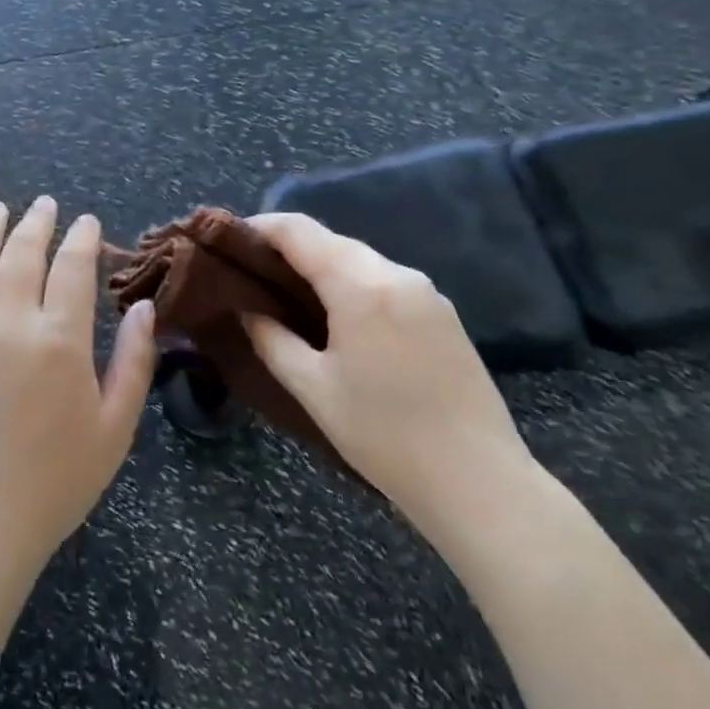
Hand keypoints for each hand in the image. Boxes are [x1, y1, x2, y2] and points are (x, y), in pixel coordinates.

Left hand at [0, 198, 156, 577]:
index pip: (72, 266)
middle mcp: (9, 322)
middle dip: (36, 222)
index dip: (82, 238)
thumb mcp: (115, 427)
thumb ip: (134, 361)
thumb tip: (143, 307)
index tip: (88, 222)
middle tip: (45, 203)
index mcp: (59, 339)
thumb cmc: (57, 479)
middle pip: (22, 253)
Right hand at [243, 213, 543, 546]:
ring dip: (322, 266)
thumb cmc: (384, 436)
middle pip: (331, 240)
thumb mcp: (313, 389)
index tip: (230, 240)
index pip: (299, 231)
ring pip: (360, 259)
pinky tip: (339, 316)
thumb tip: (249, 309)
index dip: (260, 227)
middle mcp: (396, 274)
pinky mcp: (443, 312)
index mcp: (360, 286)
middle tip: (253, 273)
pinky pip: (385, 280)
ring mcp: (426, 291)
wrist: (478, 481)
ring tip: (290, 295)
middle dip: (289, 248)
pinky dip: (353, 284)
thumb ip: (272, 339)